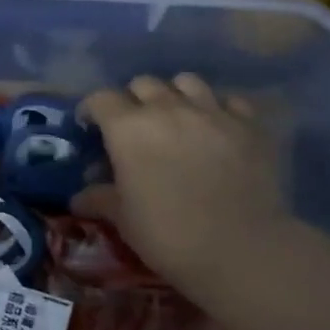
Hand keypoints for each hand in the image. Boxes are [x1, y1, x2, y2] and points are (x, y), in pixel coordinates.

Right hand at [75, 73, 284, 302]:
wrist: (240, 247)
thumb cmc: (167, 233)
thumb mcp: (123, 219)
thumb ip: (100, 199)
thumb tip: (79, 198)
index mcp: (128, 128)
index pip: (101, 99)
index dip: (92, 110)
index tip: (90, 127)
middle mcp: (168, 109)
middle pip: (144, 83)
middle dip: (134, 100)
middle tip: (134, 127)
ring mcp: (212, 112)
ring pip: (187, 81)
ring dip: (175, 95)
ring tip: (176, 119)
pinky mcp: (249, 125)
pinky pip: (230, 101)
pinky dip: (219, 109)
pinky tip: (217, 129)